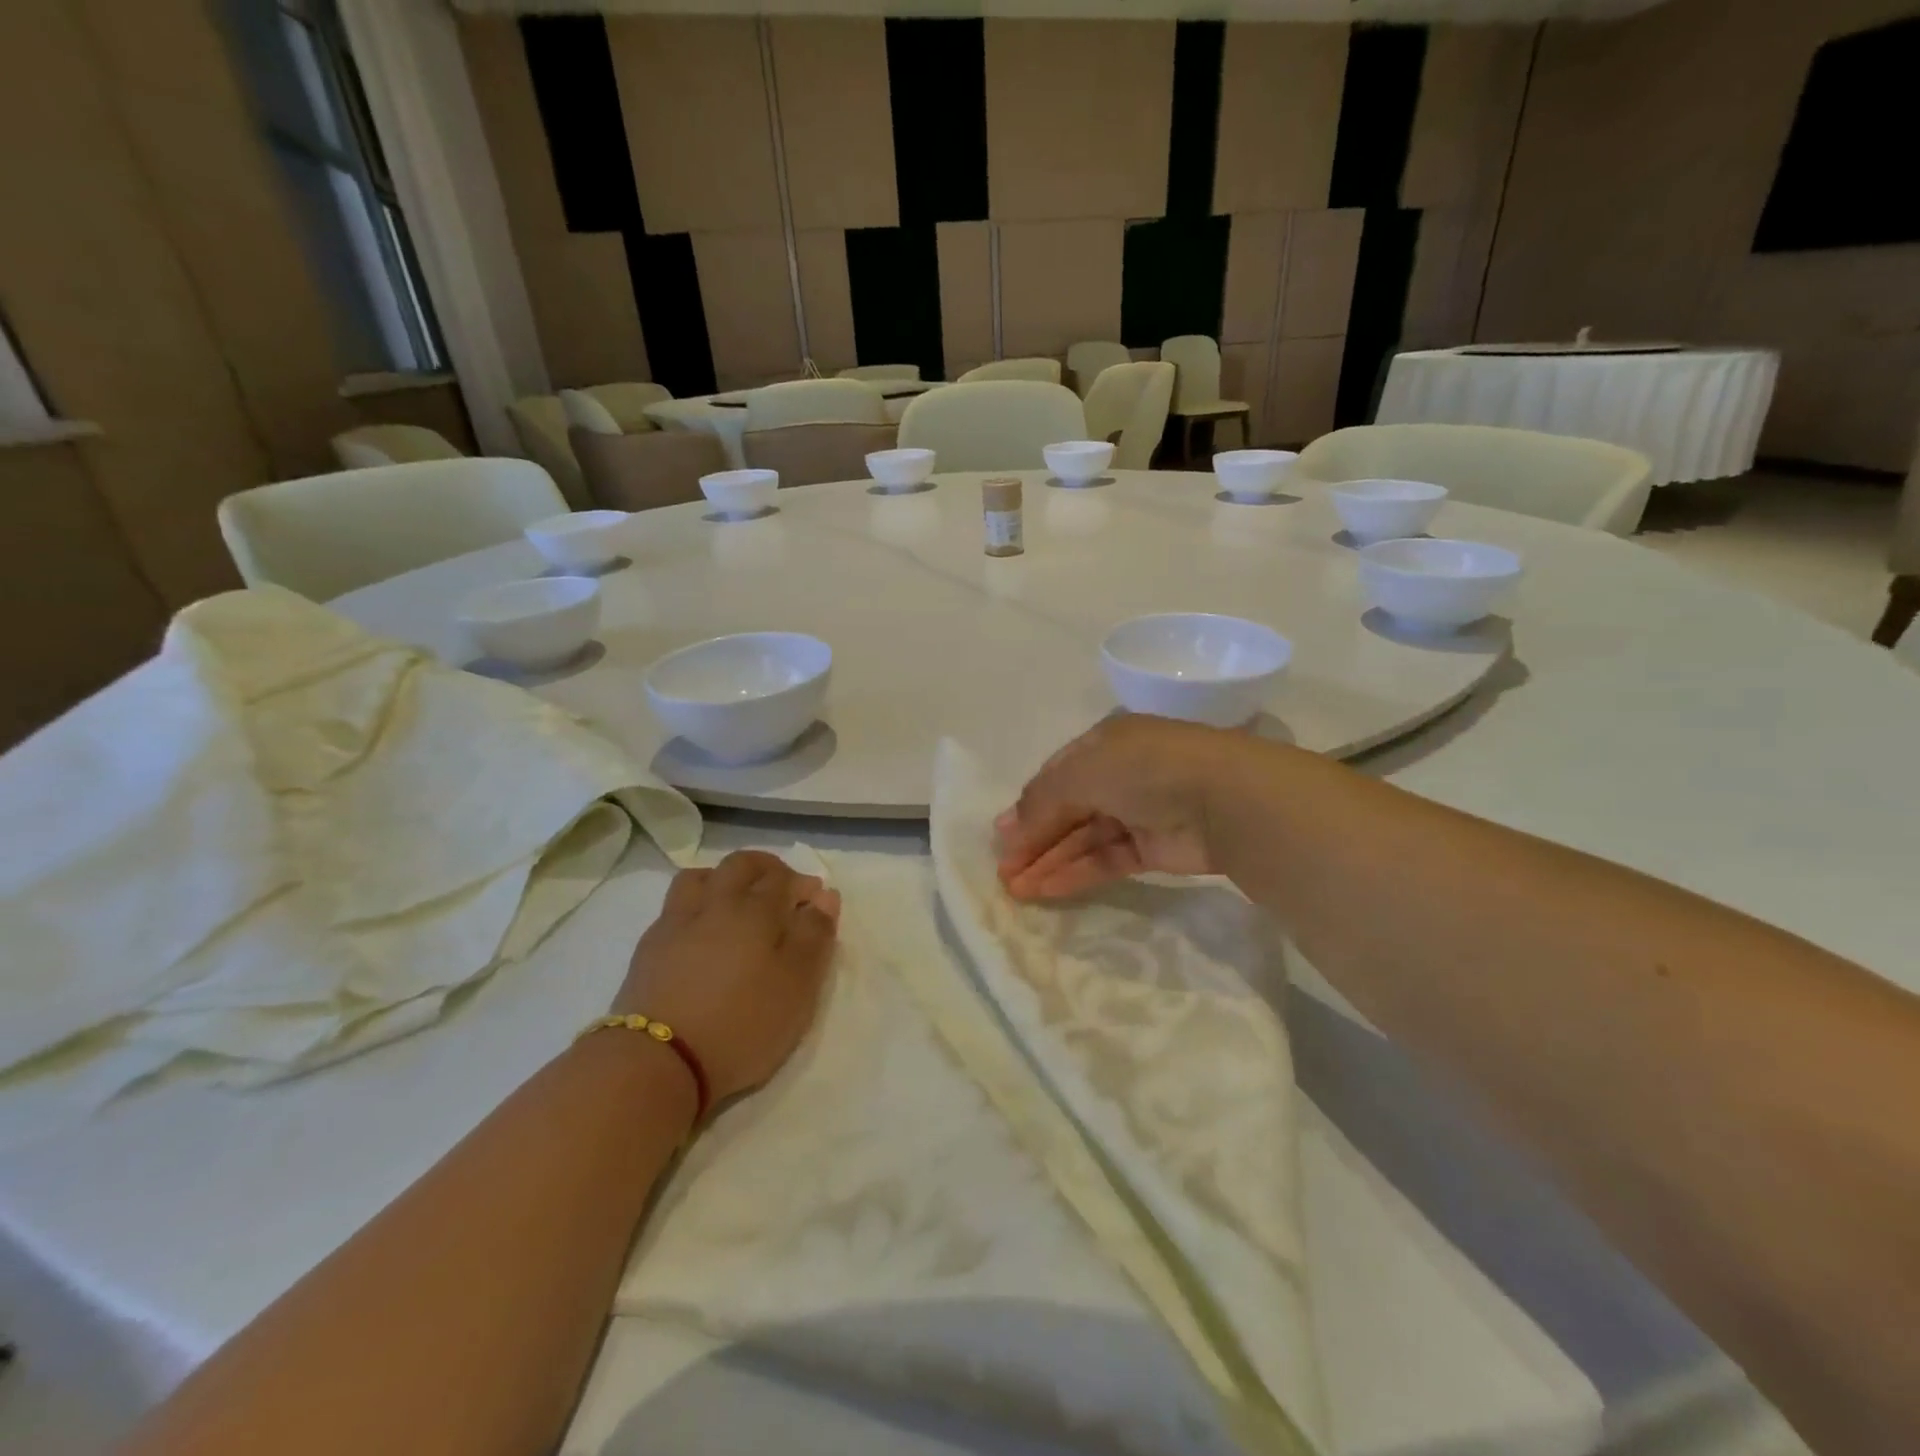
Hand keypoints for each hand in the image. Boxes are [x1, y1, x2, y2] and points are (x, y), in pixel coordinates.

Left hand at [612, 851, 840, 1105]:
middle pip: (741, 864)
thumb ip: (815, 937)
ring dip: (724, 878)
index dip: (803, 885)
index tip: (815, 903)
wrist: (657, 1062)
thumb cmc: (742, 1025)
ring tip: (736, 903)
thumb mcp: (798, 987)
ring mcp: (676, 922)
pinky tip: (701, 931)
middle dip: (766, 868)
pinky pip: (675, 906)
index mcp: (755, 910)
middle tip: (781, 889)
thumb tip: (825, 896)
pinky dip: (696, 906)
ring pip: (700, 877)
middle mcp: (715, 903)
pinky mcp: (649, 948)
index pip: (784, 878)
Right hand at [996, 715, 1255, 899]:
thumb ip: (1042, 800)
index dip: (1027, 806)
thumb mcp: (1082, 772)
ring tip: (1015, 889)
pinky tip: (1046, 890)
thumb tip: (1007, 829)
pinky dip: (1076, 873)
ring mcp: (1138, 812)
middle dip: (1033, 839)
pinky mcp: (1154, 849)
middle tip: (1002, 870)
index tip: (1000, 837)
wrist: (1226, 800)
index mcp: (1104, 743)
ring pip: (1083, 838)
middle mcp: (1119, 774)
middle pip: (1066, 810)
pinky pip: (1105, 860)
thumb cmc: (1146, 769)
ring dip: (1049, 861)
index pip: (1055, 776)